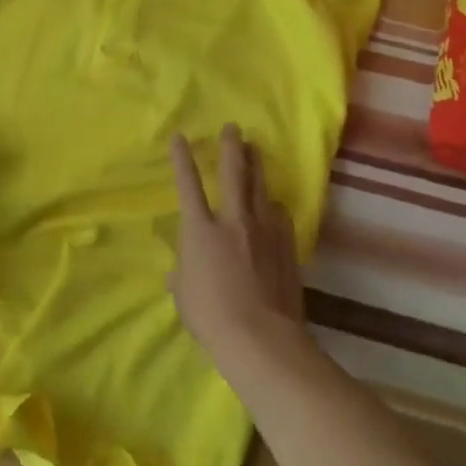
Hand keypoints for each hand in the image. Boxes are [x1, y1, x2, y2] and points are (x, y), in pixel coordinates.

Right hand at [170, 124, 307, 369]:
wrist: (262, 338)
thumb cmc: (211, 317)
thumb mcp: (184, 295)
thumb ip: (183, 274)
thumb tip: (181, 270)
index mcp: (200, 230)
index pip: (187, 185)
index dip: (182, 159)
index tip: (180, 137)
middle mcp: (232, 221)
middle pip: (233, 174)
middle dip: (231, 147)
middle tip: (234, 128)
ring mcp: (264, 231)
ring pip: (260, 188)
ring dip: (257, 167)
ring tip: (256, 151)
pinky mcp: (286, 247)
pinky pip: (279, 216)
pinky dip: (273, 206)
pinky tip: (274, 205)